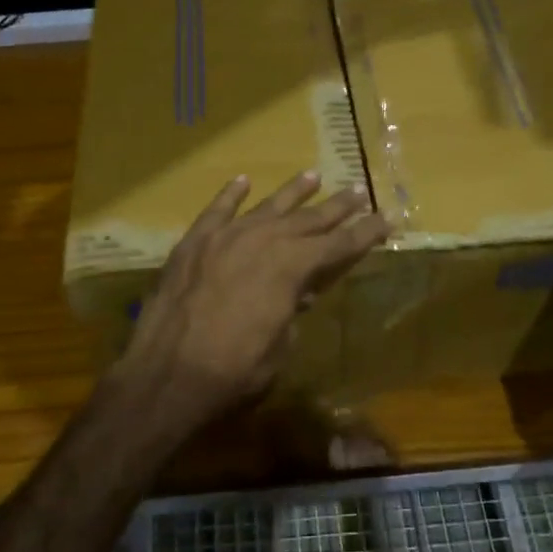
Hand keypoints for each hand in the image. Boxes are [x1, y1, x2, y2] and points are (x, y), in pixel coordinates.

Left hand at [117, 172, 389, 428]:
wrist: (166, 374)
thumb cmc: (234, 372)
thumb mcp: (280, 346)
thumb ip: (291, 312)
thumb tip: (297, 294)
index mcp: (291, 267)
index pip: (338, 244)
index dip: (365, 233)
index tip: (386, 219)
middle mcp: (262, 241)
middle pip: (307, 219)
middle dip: (336, 207)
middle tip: (358, 193)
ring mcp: (224, 237)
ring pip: (266, 207)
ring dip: (292, 193)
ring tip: (313, 177)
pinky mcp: (192, 244)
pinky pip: (217, 211)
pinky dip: (231, 195)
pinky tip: (243, 182)